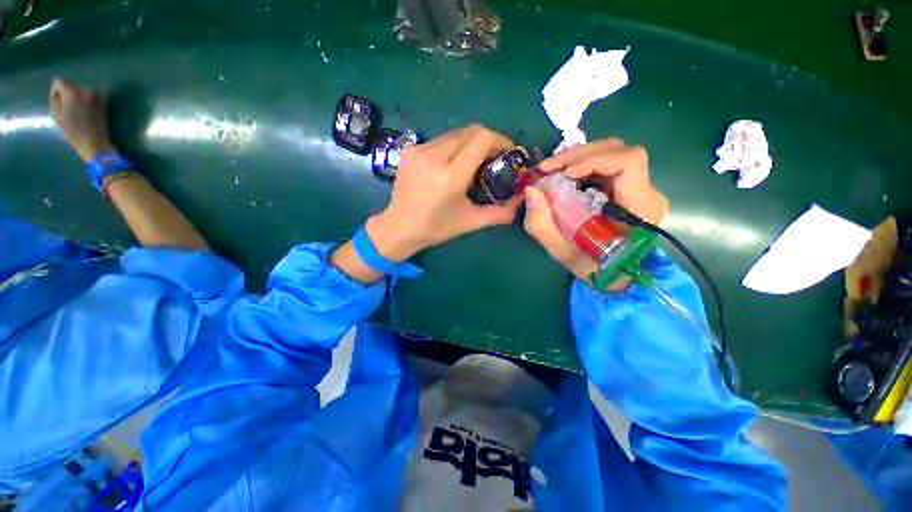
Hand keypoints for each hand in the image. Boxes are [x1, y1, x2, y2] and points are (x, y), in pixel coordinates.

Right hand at [49, 78, 113, 161]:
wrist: (94, 141)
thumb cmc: (72, 130)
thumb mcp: (56, 114)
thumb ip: (55, 98)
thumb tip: (57, 91)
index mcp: (72, 93)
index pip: (59, 81)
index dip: (56, 91)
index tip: (58, 102)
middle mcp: (86, 90)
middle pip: (71, 86)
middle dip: (67, 94)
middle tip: (68, 109)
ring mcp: (96, 94)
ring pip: (80, 91)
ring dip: (77, 97)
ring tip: (78, 111)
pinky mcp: (103, 100)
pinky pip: (89, 95)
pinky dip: (85, 101)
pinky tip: (85, 112)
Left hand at [366, 124, 523, 261]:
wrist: (399, 227)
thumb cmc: (436, 228)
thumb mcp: (471, 222)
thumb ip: (500, 212)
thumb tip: (522, 201)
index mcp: (451, 175)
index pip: (482, 138)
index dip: (500, 140)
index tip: (508, 152)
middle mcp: (434, 156)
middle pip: (470, 131)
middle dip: (488, 141)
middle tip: (494, 157)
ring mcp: (419, 150)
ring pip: (455, 134)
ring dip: (470, 143)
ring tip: (473, 162)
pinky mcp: (410, 150)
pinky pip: (440, 141)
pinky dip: (452, 148)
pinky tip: (452, 164)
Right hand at [523, 139, 668, 282]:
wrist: (617, 277)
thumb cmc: (595, 269)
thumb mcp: (562, 252)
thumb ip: (541, 225)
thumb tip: (530, 190)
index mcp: (639, 207)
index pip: (629, 162)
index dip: (595, 160)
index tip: (566, 174)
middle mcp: (645, 190)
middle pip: (618, 149)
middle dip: (578, 154)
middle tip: (546, 167)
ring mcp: (638, 187)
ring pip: (612, 152)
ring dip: (578, 157)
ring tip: (552, 170)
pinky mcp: (628, 187)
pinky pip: (606, 164)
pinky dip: (582, 165)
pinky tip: (564, 175)